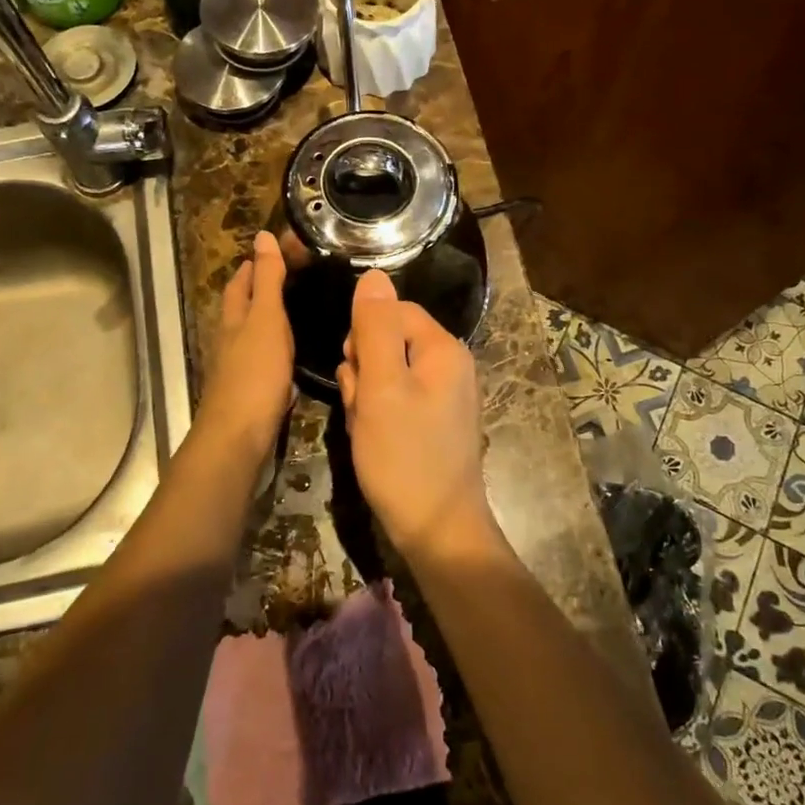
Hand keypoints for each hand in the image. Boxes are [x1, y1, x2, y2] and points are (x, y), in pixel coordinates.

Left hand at [195, 230, 293, 459]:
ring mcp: (238, 370)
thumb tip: (262, 236)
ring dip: (266, 322)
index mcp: (234, 319)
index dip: (253, 266)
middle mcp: (231, 341)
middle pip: (240, 309)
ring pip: (251, 336)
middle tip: (286, 278)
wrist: (238, 437)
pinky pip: (263, 363)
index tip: (272, 250)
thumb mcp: (266, 318)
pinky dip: (275, 353)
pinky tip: (291, 359)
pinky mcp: (249, 394)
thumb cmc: (255, 373)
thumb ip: (267, 280)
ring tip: (294, 313)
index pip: (240, 283)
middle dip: (256, 292)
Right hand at [337, 269, 494, 558]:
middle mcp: (449, 365)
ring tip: (365, 429)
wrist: (437, 531)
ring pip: (386, 374)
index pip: (392, 311)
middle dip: (363, 370)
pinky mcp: (434, 422)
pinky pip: (396, 401)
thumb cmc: (405, 456)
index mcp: (443, 348)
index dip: (363, 335)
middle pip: (388, 341)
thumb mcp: (381, 386)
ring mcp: (444, 396)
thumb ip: (374, 328)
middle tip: (361, 407)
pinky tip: (373, 441)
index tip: (354, 372)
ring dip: (365, 396)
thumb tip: (372, 274)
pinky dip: (377, 416)